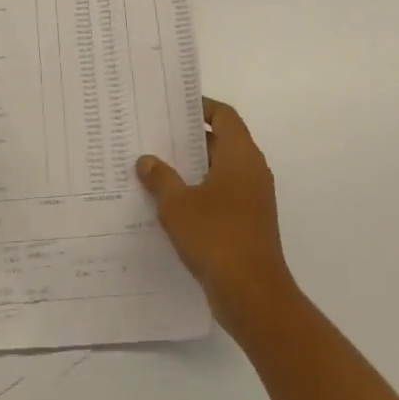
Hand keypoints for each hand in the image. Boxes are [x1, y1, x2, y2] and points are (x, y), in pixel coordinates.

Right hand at [136, 98, 291, 328]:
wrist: (252, 294)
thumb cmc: (216, 236)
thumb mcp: (177, 204)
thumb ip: (160, 178)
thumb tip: (146, 160)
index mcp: (240, 156)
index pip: (224, 116)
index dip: (201, 107)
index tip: (173, 106)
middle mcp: (251, 172)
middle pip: (221, 142)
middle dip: (189, 139)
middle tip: (154, 135)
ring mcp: (252, 200)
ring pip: (219, 171)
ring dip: (191, 169)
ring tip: (154, 167)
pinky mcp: (247, 224)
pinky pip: (220, 196)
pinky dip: (198, 193)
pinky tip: (168, 204)